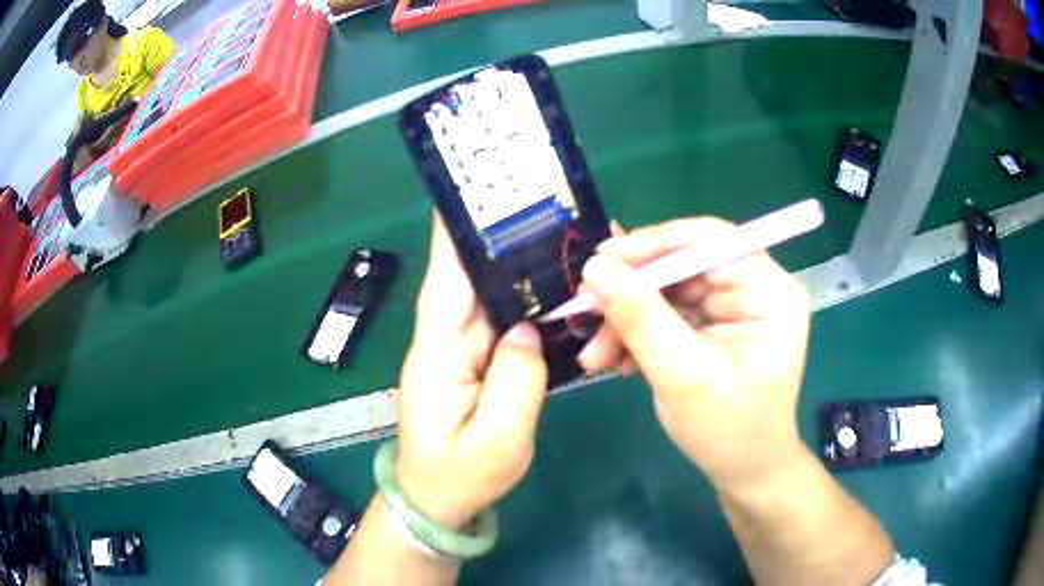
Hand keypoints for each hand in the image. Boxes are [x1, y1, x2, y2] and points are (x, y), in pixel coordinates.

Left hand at [396, 213, 547, 527]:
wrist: (439, 502)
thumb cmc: (461, 475)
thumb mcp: (497, 440)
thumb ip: (517, 382)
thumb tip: (528, 328)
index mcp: (438, 353)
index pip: (444, 281)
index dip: (454, 234)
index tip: (469, 191)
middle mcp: (445, 341)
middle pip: (469, 280)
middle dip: (497, 238)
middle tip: (537, 202)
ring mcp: (461, 351)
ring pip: (489, 297)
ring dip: (515, 266)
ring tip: (553, 233)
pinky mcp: (477, 363)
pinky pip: (502, 322)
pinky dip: (524, 301)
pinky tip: (553, 287)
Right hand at [576, 217, 811, 494]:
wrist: (743, 473)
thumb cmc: (728, 430)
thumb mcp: (683, 374)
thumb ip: (641, 318)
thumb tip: (595, 269)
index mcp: (768, 290)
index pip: (710, 240)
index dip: (653, 244)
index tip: (600, 261)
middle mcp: (754, 288)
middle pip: (683, 265)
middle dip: (632, 293)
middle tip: (585, 311)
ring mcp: (732, 308)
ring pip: (667, 291)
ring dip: (627, 320)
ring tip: (595, 356)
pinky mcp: (713, 327)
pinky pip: (667, 314)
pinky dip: (637, 334)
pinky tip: (616, 360)